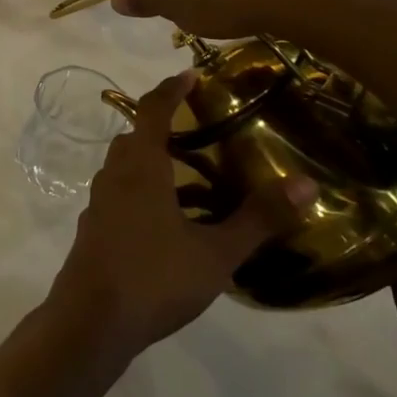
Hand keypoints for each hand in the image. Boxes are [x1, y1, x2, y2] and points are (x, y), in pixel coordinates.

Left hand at [48, 71, 316, 359]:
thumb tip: (306, 183)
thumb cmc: (154, 277)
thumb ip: (258, 218)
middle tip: (199, 128)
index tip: (190, 74)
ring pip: (125, 169)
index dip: (170, 89)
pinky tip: (172, 222)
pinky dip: (145, 192)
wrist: (91, 321)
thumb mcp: (216, 252)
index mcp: (139, 169)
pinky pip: (121, 196)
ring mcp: (99, 205)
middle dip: (162, 126)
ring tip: (194, 177)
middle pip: (134, 138)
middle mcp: (113, 178)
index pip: (151, 111)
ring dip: (154, 162)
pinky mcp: (94, 230)